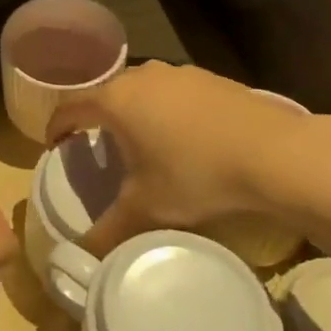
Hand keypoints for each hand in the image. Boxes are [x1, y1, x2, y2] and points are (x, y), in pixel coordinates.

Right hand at [45, 61, 330, 255]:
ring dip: (134, 113)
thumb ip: (108, 231)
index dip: (57, 128)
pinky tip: (184, 136)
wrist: (274, 153)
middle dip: (97, 119)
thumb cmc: (196, 174)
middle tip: (100, 148)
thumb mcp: (147, 209)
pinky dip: (166, 110)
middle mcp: (140, 76)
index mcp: (115, 100)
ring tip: (142, 143)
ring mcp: (177, 73)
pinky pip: (172, 91)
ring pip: (141, 90)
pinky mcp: (208, 77)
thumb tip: (79, 257)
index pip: (70, 107)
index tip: (56, 147)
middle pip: (105, 94)